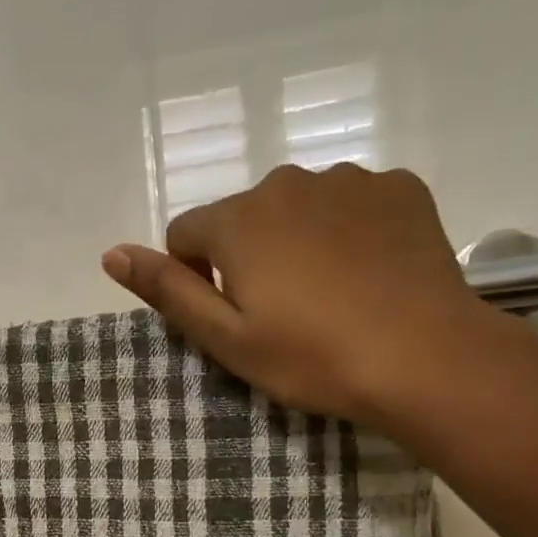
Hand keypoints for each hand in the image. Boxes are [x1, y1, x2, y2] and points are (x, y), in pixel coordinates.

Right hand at [102, 163, 499, 425]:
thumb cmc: (311, 356)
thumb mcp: (225, 337)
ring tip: (329, 296)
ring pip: (296, 209)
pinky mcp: (400, 187)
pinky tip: (367, 273)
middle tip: (281, 313)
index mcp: (238, 220)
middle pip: (242, 218)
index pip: (184, 235)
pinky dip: (347, 231)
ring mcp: (350, 179)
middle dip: (246, 256)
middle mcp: (288, 182)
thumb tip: (110, 253)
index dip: (195, 278)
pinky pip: (350, 203)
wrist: (426, 357)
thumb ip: (166, 290)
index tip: (231, 317)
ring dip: (296, 241)